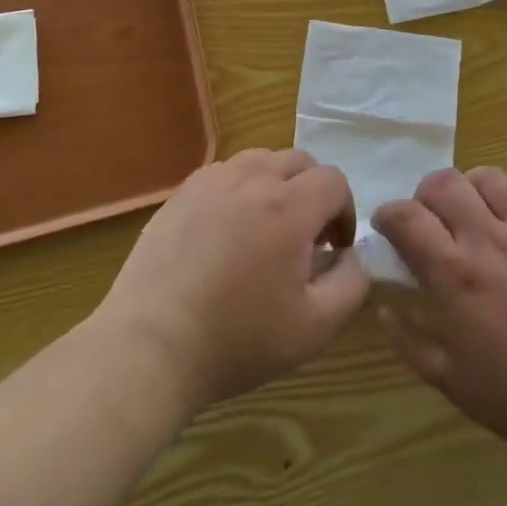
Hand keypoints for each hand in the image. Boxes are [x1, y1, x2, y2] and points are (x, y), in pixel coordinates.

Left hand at [95, 148, 369, 413]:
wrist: (152, 345)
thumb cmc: (238, 339)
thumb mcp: (315, 327)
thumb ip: (353, 283)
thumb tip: (354, 255)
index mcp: (289, 206)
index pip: (334, 180)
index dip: (344, 212)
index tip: (333, 249)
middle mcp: (253, 179)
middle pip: (300, 161)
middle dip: (313, 194)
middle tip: (303, 239)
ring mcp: (212, 180)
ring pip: (261, 160)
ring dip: (276, 185)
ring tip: (265, 229)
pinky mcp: (182, 192)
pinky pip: (225, 173)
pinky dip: (239, 190)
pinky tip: (226, 232)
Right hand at [374, 168, 506, 469]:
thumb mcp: (452, 380)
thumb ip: (410, 340)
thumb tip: (384, 308)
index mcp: (455, 274)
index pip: (406, 216)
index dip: (387, 214)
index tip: (386, 228)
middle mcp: (488, 239)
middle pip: (443, 182)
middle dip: (424, 195)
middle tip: (427, 221)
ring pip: (487, 177)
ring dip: (468, 189)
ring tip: (469, 215)